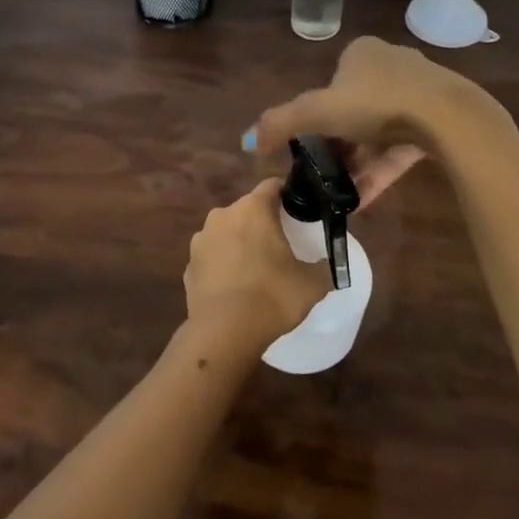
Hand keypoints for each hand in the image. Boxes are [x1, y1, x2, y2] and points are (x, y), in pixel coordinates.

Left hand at [183, 178, 330, 358]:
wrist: (224, 333)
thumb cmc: (272, 297)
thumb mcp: (312, 284)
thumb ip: (325, 267)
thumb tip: (328, 264)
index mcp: (253, 209)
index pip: (272, 186)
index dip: (287, 194)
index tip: (299, 210)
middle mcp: (222, 215)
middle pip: (247, 209)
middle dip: (262, 222)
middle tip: (281, 244)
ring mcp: (201, 240)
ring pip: (226, 232)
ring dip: (240, 242)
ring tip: (256, 268)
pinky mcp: (189, 265)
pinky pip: (212, 257)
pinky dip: (223, 265)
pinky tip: (235, 287)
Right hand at [248, 37, 489, 204]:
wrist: (447, 117)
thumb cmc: (376, 103)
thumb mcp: (318, 112)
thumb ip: (280, 124)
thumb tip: (246, 141)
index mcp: (362, 53)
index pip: (331, 86)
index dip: (317, 118)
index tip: (310, 149)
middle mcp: (391, 65)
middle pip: (355, 112)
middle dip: (339, 147)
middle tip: (325, 176)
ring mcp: (419, 93)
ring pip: (379, 133)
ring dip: (359, 164)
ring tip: (342, 196)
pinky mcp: (439, 121)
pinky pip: (402, 148)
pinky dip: (382, 171)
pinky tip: (365, 199)